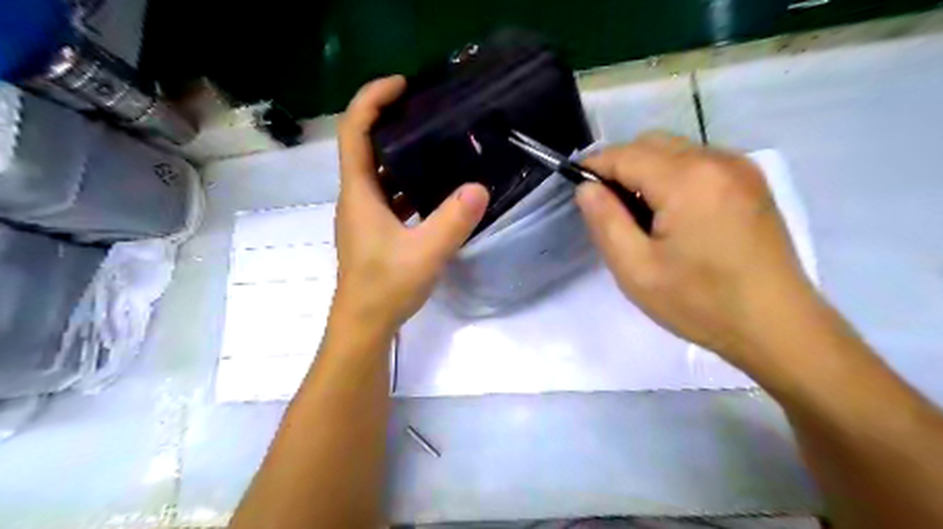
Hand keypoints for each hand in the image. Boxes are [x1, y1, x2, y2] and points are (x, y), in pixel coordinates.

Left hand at [331, 75, 490, 333]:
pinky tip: (436, 188)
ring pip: (380, 173)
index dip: (372, 100)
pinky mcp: (376, 231)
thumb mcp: (425, 253)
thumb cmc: (385, 287)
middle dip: (391, 121)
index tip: (402, 85)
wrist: (365, 325)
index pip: (354, 132)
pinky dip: (409, 184)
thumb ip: (453, 220)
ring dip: (402, 154)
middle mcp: (357, 197)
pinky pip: (390, 195)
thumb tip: (479, 187)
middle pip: (366, 146)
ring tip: (437, 143)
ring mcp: (366, 215)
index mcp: (359, 193)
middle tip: (428, 110)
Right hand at [575, 134, 817, 368]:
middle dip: (620, 167)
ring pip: (674, 150)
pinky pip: (698, 162)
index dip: (594, 167)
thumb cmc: (701, 303)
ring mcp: (740, 168)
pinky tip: (674, 215)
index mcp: (687, 180)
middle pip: (650, 143)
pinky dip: (673, 176)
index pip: (624, 154)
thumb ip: (605, 221)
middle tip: (611, 211)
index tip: (579, 190)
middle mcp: (717, 160)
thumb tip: (587, 188)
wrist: (778, 326)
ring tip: (643, 217)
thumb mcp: (636, 270)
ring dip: (647, 172)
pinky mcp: (751, 182)